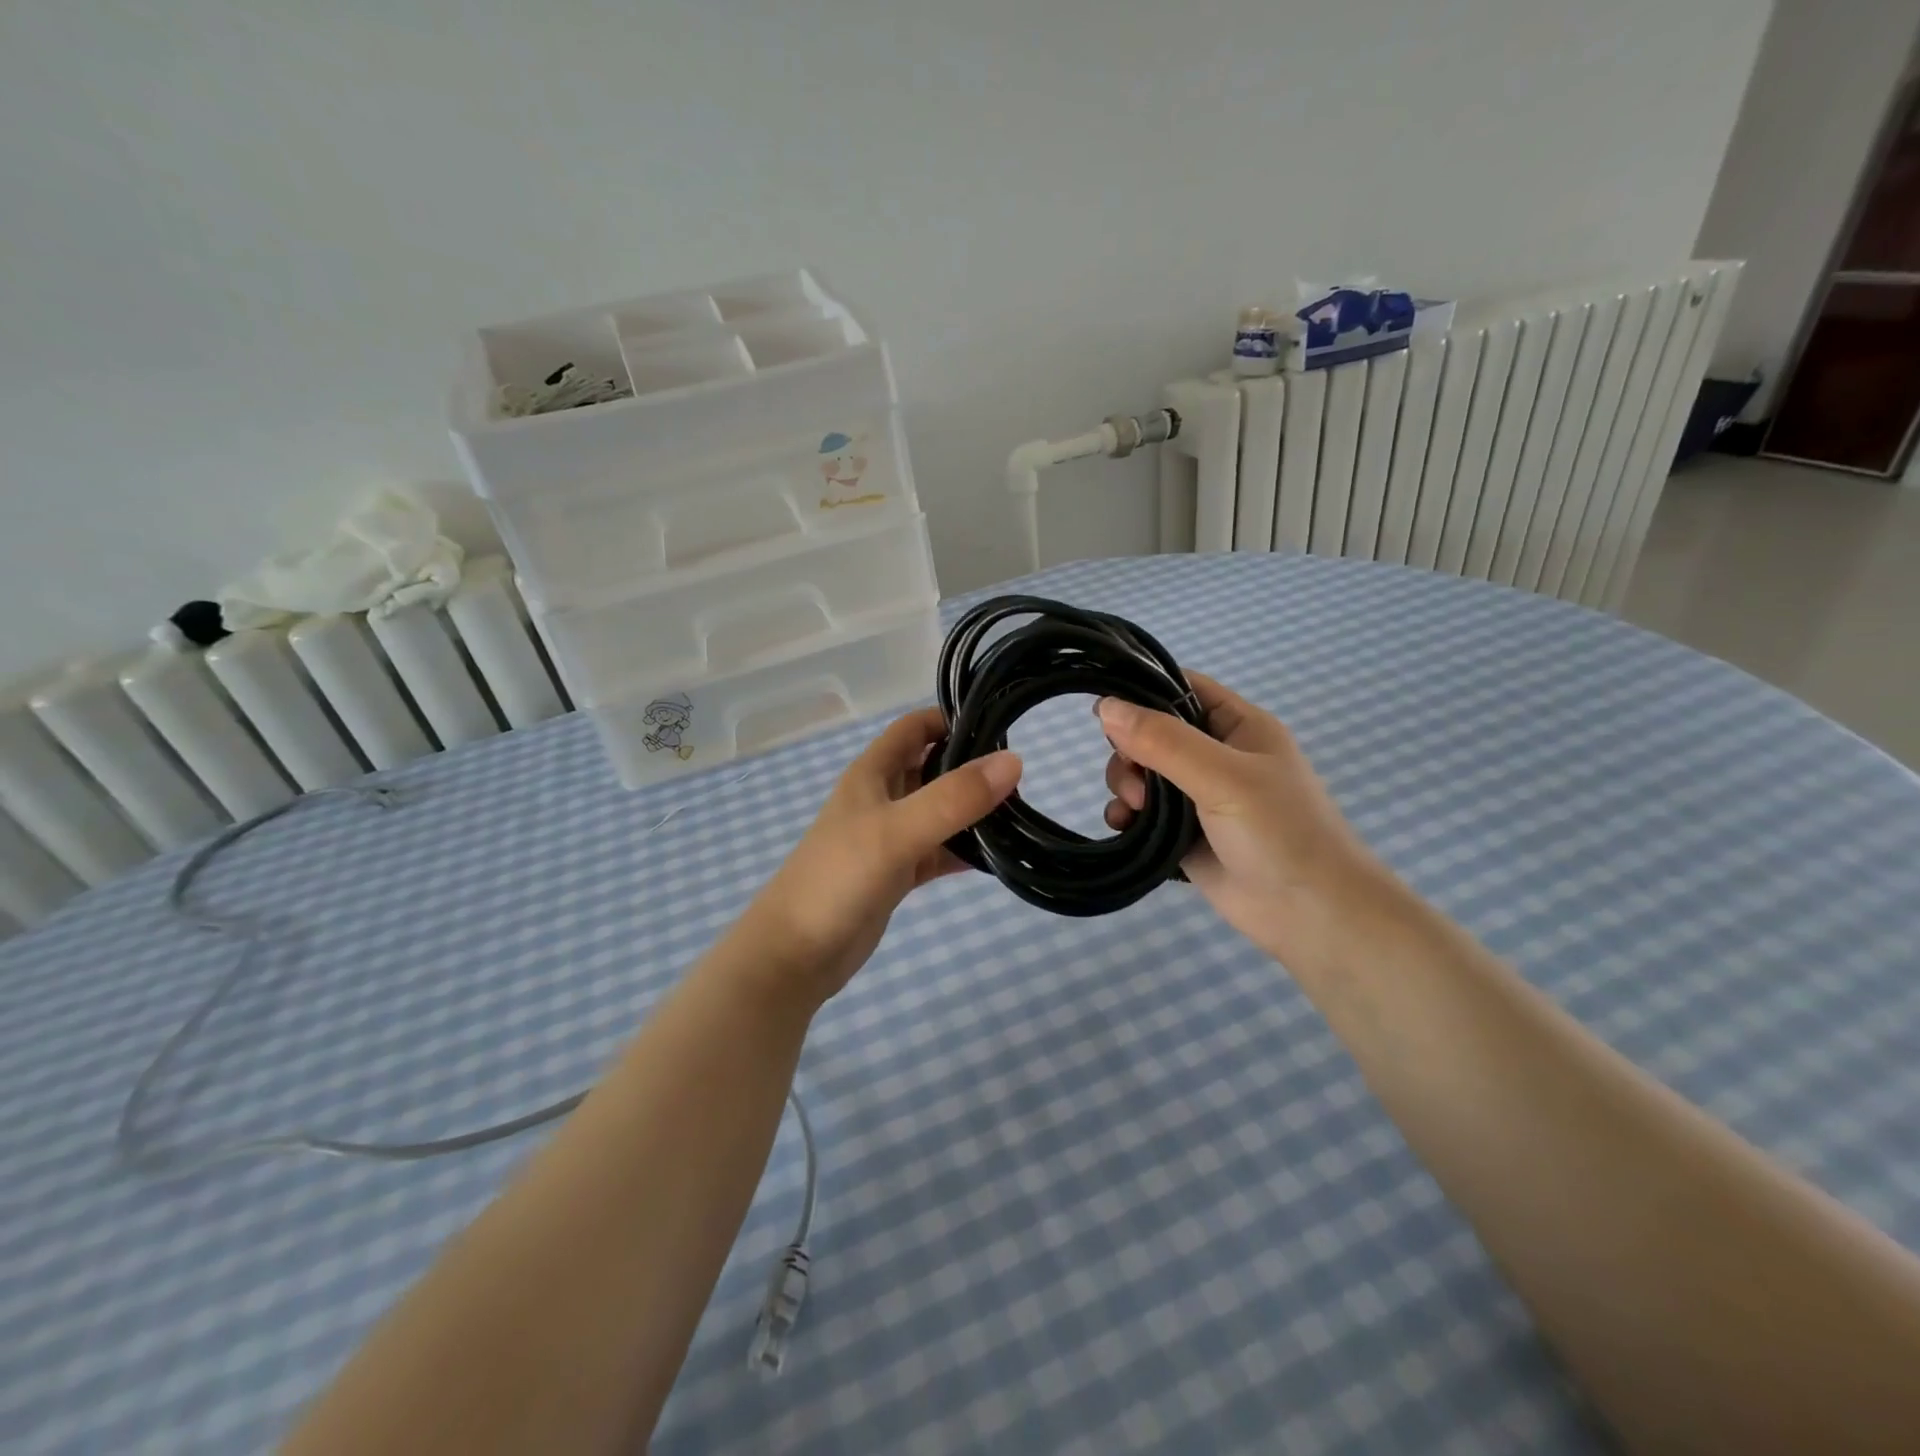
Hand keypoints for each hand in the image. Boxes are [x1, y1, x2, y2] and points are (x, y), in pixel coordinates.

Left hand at [740, 707, 1021, 1007]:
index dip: (951, 719)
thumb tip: (1013, 761)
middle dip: (969, 766)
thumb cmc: (839, 877)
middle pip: (930, 767)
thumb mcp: (898, 831)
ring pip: (937, 812)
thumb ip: (953, 798)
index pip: (915, 728)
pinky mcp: (895, 874)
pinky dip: (962, 852)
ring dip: (970, 811)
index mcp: (873, 773)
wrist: (796, 953)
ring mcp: (888, 838)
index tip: (999, 725)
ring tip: (1017, 813)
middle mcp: (881, 799)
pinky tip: (995, 858)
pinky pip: (936, 852)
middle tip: (1019, 776)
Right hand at [1098, 673, 1388, 972]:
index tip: (1105, 710)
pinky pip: (1142, 814)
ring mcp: (1199, 797)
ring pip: (1142, 774)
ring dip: (1125, 784)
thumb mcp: (1223, 776)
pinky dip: (1126, 815)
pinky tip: (1123, 826)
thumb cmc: (1280, 832)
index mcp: (1238, 726)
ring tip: (1134, 810)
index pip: (1183, 688)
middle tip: (1133, 779)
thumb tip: (1105, 707)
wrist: (1311, 916)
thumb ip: (1163, 741)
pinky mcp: (1183, 834)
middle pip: (1153, 733)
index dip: (1144, 692)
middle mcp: (1217, 756)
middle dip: (1130, 751)